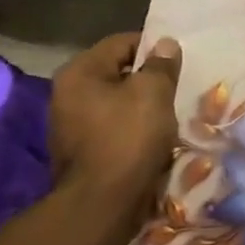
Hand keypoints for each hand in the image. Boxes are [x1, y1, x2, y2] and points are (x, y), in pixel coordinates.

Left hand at [49, 33, 182, 208]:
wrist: (103, 202)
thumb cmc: (128, 137)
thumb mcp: (153, 93)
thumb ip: (161, 65)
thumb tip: (164, 44)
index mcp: (79, 72)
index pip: (122, 43)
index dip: (153, 48)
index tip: (178, 62)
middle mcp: (66, 94)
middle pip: (117, 73)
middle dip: (147, 80)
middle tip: (176, 89)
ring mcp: (69, 125)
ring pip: (115, 103)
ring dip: (141, 107)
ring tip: (168, 116)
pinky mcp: (80, 151)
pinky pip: (112, 128)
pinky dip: (132, 129)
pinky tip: (152, 139)